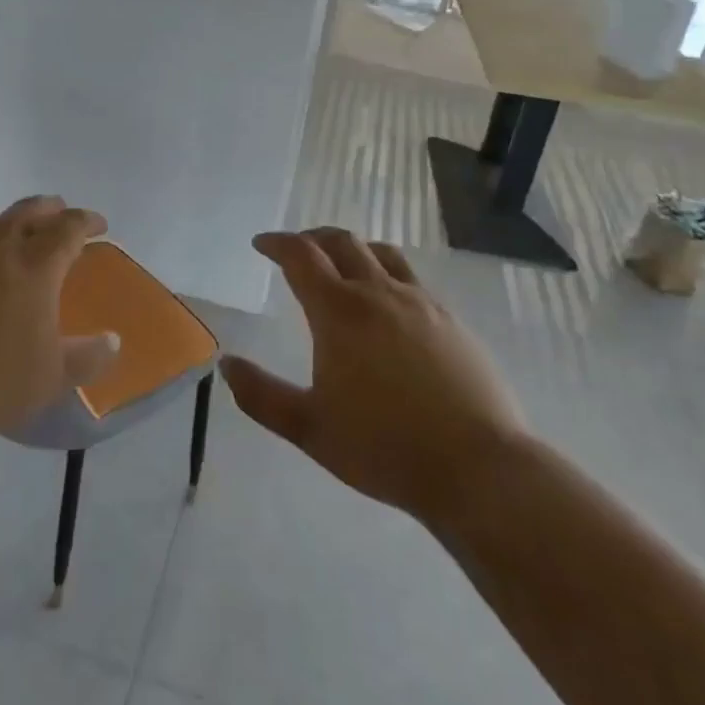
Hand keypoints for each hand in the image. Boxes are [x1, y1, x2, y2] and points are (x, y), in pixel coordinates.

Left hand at [0, 196, 119, 433]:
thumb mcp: (51, 377)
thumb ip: (88, 358)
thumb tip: (113, 341)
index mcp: (36, 264)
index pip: (69, 227)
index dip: (87, 221)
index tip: (99, 225)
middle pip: (29, 210)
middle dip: (50, 208)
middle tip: (61, 214)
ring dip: (10, 221)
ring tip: (15, 232)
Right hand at [221, 229, 525, 524]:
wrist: (477, 467)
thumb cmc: (384, 448)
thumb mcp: (310, 429)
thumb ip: (262, 396)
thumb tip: (227, 363)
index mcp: (339, 311)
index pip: (301, 256)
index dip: (277, 243)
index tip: (261, 243)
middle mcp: (378, 293)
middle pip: (341, 242)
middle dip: (312, 238)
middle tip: (295, 249)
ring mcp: (420, 302)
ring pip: (380, 253)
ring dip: (352, 248)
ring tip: (341, 263)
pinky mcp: (450, 319)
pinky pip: (410, 277)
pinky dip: (385, 272)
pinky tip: (388, 302)